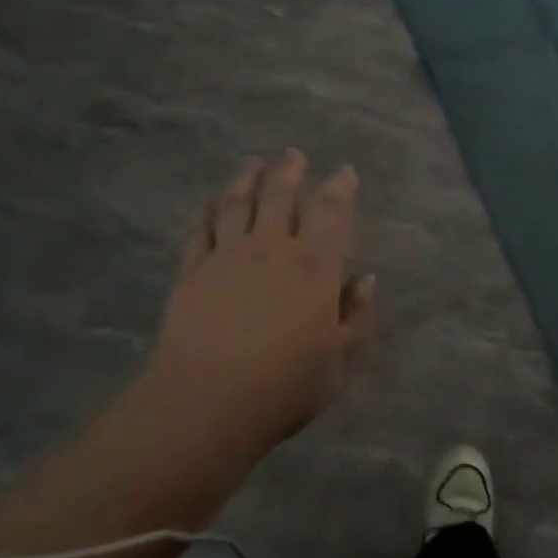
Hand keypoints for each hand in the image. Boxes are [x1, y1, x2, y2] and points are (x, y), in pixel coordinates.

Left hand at [142, 150, 376, 461]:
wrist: (205, 403)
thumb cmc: (283, 387)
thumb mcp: (338, 364)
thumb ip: (356, 318)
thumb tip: (365, 279)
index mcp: (313, 266)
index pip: (331, 212)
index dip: (340, 187)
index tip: (345, 171)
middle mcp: (271, 248)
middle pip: (280, 195)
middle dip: (289, 170)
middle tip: (293, 154)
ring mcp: (227, 255)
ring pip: (238, 203)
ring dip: (247, 178)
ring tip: (253, 163)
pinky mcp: (192, 270)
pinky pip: (202, 230)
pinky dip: (209, 212)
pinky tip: (211, 203)